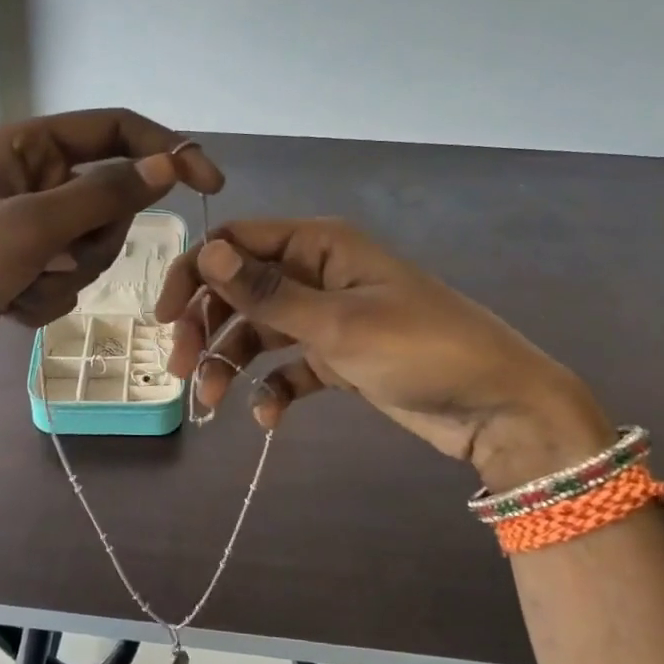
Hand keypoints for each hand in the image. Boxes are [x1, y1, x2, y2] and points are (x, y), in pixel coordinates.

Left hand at [0, 110, 222, 392]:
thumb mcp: (31, 227)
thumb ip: (104, 194)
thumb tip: (167, 165)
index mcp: (29, 147)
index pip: (116, 130)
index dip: (165, 150)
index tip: (209, 183)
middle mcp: (33, 179)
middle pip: (110, 197)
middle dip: (94, 239)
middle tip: (57, 258)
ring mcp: (28, 227)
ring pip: (93, 246)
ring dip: (68, 276)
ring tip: (22, 286)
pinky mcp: (23, 269)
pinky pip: (68, 279)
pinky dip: (47, 299)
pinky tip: (8, 307)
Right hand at [154, 219, 610, 491]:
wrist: (499, 408)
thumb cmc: (421, 350)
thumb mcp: (338, 323)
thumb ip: (267, 292)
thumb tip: (206, 254)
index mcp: (318, 246)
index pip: (236, 244)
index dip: (194, 274)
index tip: (165, 319)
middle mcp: (317, 273)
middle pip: (239, 290)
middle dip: (207, 326)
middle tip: (182, 370)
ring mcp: (327, 317)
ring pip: (258, 332)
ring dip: (230, 362)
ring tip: (213, 402)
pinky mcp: (338, 358)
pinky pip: (288, 367)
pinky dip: (272, 389)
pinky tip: (268, 418)